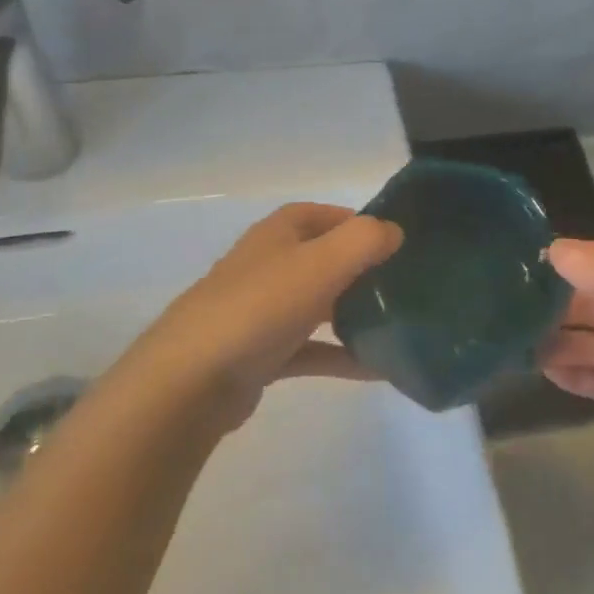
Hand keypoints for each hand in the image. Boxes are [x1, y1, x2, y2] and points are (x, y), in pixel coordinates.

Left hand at [111, 203, 402, 429]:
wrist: (193, 379)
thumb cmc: (260, 307)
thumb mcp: (320, 263)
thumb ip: (363, 241)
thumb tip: (393, 231)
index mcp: (276, 235)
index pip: (318, 215)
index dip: (353, 221)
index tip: (392, 239)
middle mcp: (267, 267)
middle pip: (320, 260)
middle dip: (358, 269)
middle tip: (401, 284)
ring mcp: (261, 312)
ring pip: (317, 306)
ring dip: (353, 314)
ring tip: (397, 325)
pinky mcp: (261, 355)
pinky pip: (311, 350)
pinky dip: (341, 355)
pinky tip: (378, 370)